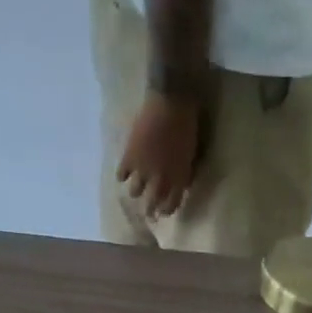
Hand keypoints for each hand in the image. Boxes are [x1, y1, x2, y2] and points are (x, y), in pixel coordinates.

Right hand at [117, 92, 202, 219]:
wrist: (171, 102)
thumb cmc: (186, 127)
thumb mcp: (190, 156)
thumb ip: (183, 174)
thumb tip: (180, 186)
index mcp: (177, 180)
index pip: (171, 206)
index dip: (167, 210)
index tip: (163, 210)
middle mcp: (159, 181)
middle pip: (151, 205)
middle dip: (149, 209)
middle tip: (147, 210)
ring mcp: (143, 170)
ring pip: (135, 192)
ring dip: (136, 191)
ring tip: (135, 188)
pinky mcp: (129, 156)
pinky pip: (121, 174)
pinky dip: (122, 175)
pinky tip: (124, 173)